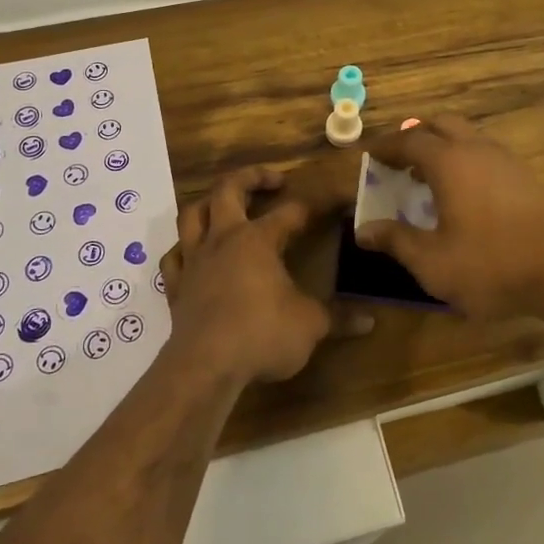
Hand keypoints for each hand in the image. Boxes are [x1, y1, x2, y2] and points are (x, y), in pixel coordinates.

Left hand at [160, 167, 337, 383]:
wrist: (205, 366)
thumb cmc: (262, 335)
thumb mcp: (310, 326)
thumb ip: (338, 318)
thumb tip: (370, 321)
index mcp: (258, 239)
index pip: (290, 212)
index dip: (313, 205)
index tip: (332, 200)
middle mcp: (223, 239)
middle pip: (229, 190)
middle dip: (251, 177)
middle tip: (273, 180)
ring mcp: (195, 260)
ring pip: (192, 214)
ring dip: (208, 204)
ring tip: (224, 205)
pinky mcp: (176, 286)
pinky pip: (173, 257)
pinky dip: (183, 249)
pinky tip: (191, 254)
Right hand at [353, 117, 543, 320]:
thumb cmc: (493, 265)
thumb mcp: (434, 262)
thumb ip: (397, 241)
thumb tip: (364, 229)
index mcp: (448, 162)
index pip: (408, 140)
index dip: (384, 146)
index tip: (368, 156)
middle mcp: (476, 149)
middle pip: (439, 124)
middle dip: (414, 135)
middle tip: (397, 159)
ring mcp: (505, 159)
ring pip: (466, 135)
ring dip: (441, 146)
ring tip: (426, 176)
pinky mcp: (526, 175)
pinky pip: (484, 152)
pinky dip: (464, 159)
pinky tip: (462, 192)